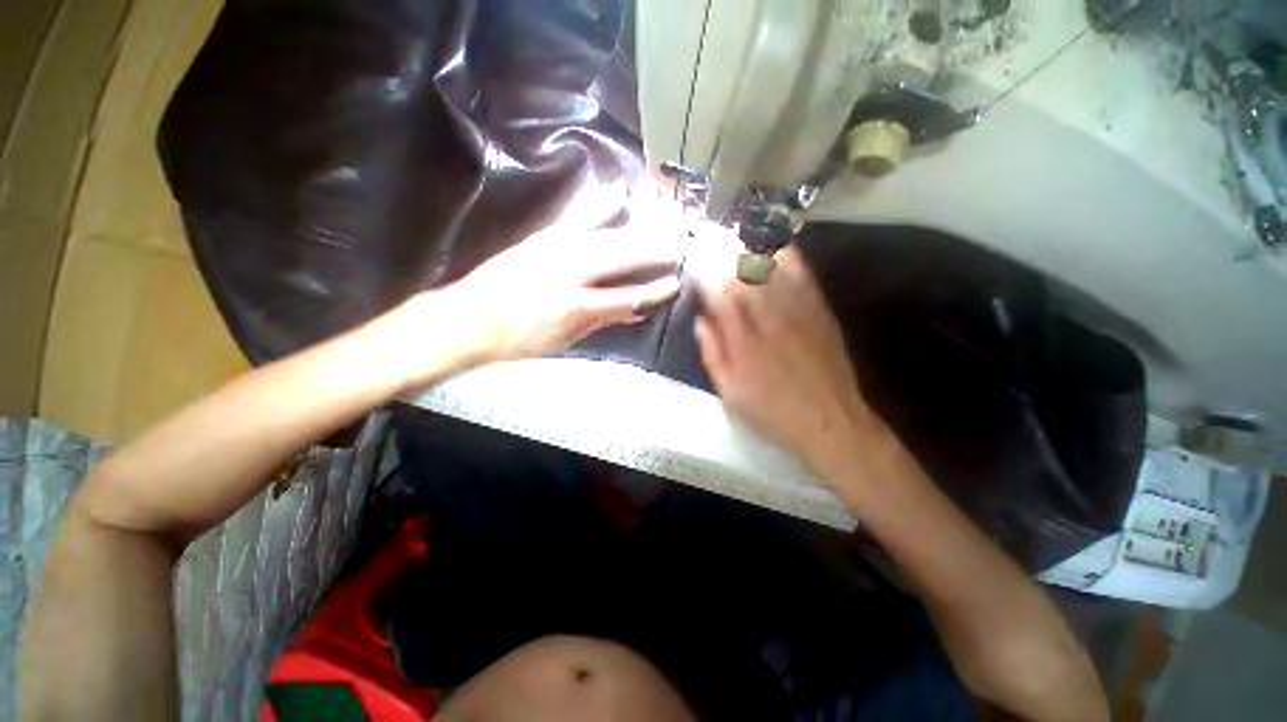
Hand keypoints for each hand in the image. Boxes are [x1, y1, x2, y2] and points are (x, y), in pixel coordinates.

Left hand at [440, 223, 682, 362]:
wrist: (467, 318)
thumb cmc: (518, 339)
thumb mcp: (563, 339)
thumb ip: (601, 321)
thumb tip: (634, 312)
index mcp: (573, 306)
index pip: (625, 296)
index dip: (652, 291)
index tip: (675, 283)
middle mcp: (568, 272)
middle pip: (620, 258)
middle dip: (654, 252)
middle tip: (681, 245)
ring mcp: (555, 248)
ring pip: (606, 235)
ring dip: (638, 229)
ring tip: (664, 223)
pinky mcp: (544, 236)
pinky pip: (578, 217)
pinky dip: (601, 204)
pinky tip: (618, 192)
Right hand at [692, 245, 877, 469]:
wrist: (831, 423)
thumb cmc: (773, 413)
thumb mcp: (730, 394)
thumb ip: (713, 355)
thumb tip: (702, 321)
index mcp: (744, 344)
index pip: (720, 296)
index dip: (705, 273)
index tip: (694, 258)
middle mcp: (770, 321)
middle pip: (743, 277)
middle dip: (723, 252)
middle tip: (708, 233)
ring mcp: (799, 313)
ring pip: (772, 270)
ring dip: (750, 248)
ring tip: (734, 232)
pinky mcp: (820, 312)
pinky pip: (802, 276)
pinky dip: (787, 257)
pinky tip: (775, 243)